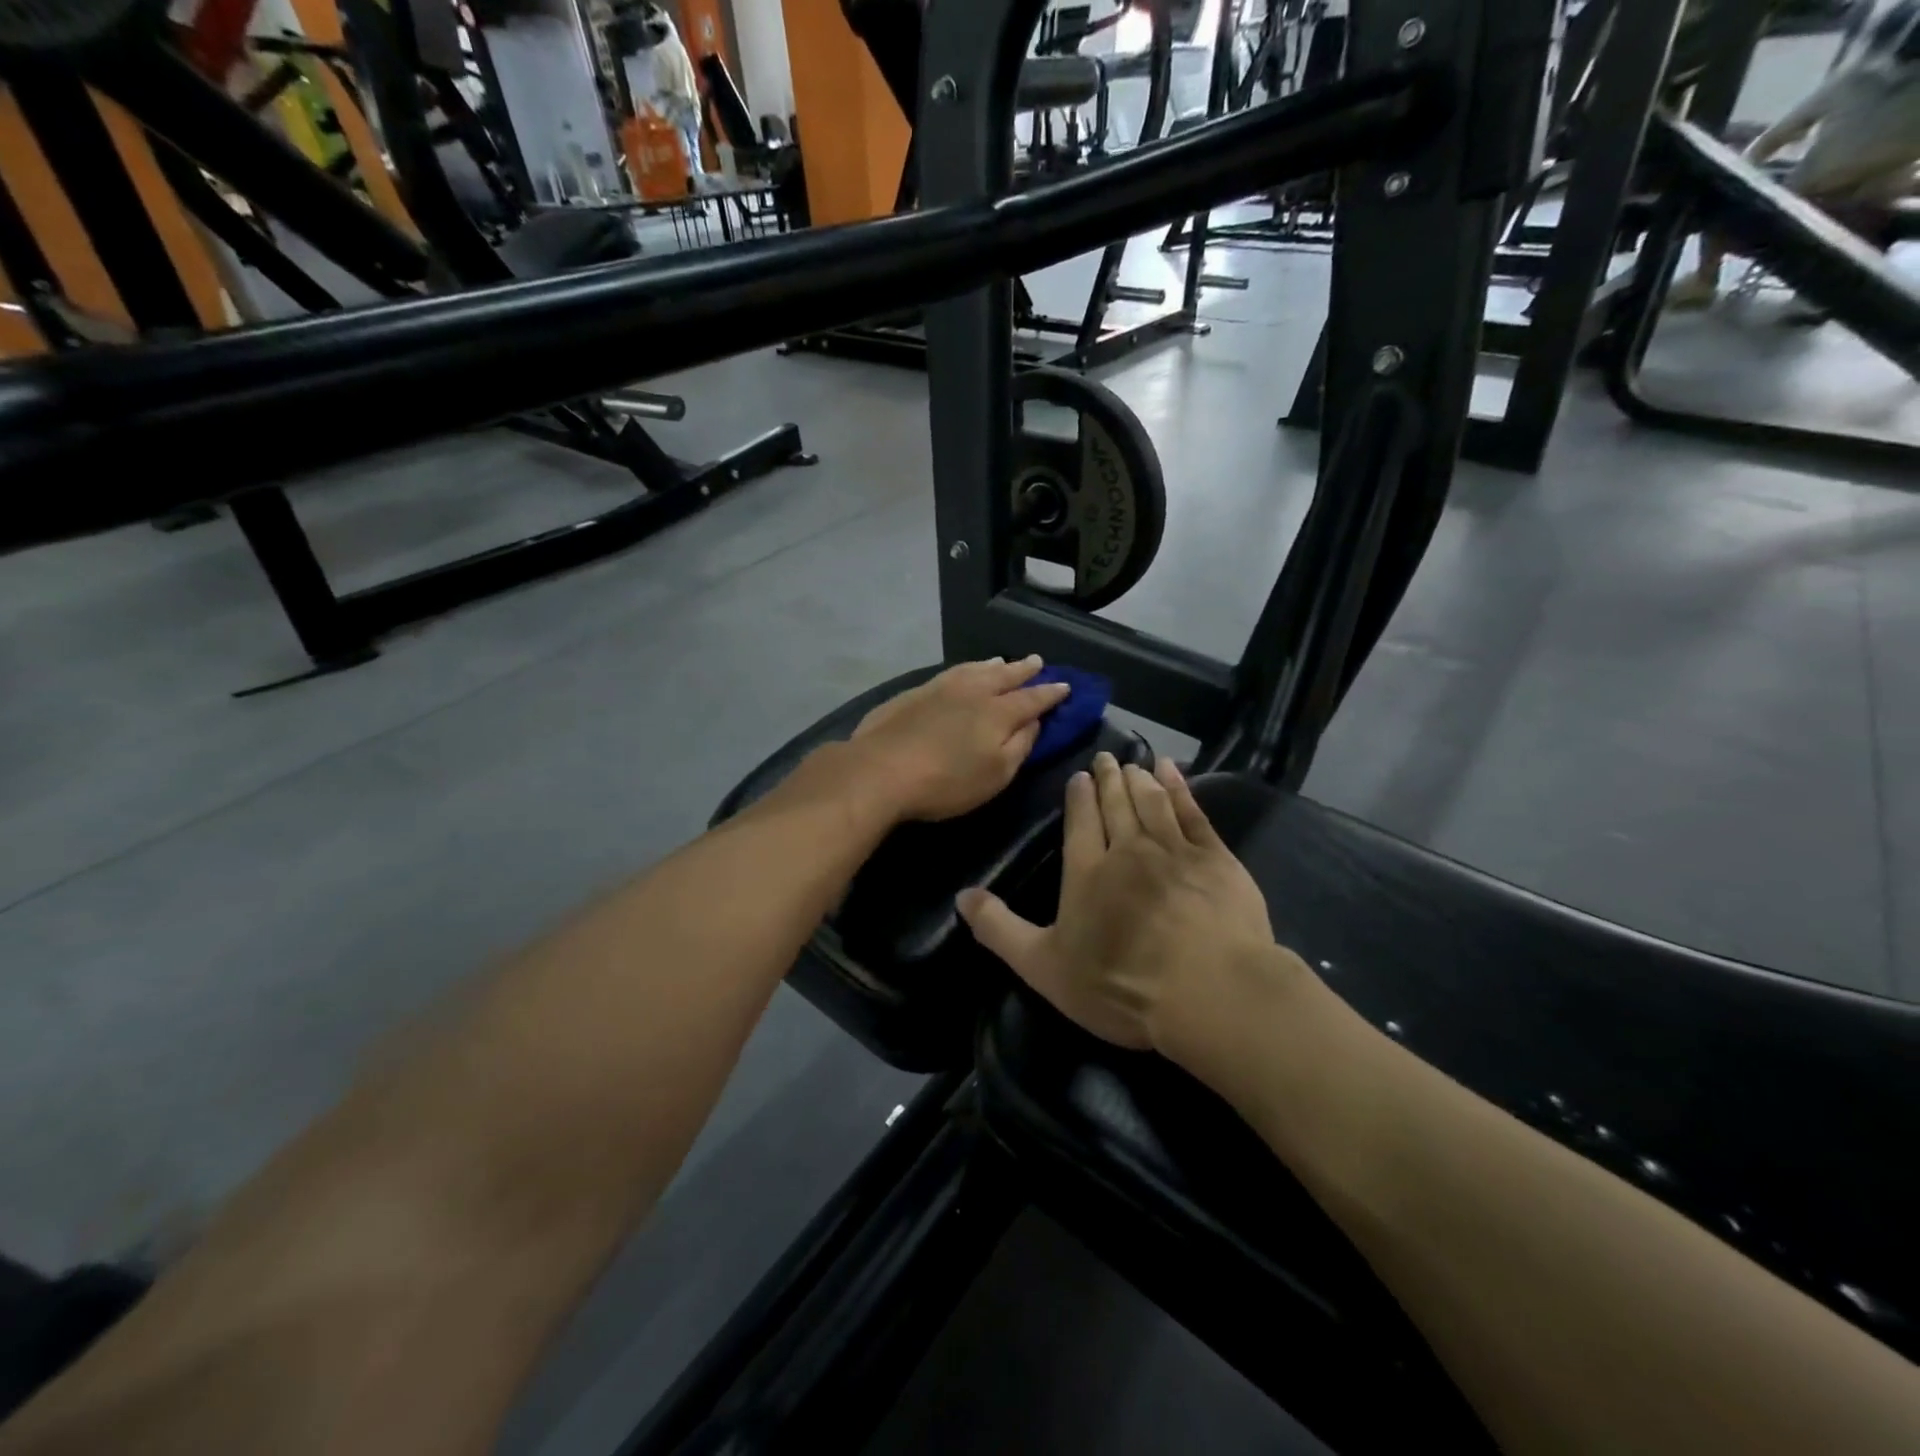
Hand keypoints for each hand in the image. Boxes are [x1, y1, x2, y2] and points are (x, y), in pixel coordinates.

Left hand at [847, 657, 1070, 823]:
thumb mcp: (996, 774)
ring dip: (994, 666)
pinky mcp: (914, 693)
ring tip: (1003, 662)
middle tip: (1037, 662)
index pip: (1033, 699)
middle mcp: (973, 691)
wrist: (880, 770)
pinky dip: (966, 669)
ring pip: (975, 669)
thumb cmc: (946, 782)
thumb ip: (1020, 746)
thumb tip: (1033, 722)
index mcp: (998, 712)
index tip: (1065, 686)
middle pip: (1005, 676)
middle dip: (1024, 670)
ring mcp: (941, 688)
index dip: (1050, 693)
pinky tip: (964, 672)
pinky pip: (951, 672)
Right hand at [957, 752, 1279, 1055]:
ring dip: (1140, 779)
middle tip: (1106, 759)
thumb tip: (962, 896)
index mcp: (1087, 872)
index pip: (1080, 822)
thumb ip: (1000, 930)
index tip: (1079, 776)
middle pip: (1116, 805)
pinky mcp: (1215, 858)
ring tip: (1134, 763)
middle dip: (1109, 780)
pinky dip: (1181, 788)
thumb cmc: (1121, 986)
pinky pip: (1192, 812)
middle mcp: (1128, 850)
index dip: (1079, 796)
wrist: (1209, 993)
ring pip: (1152, 802)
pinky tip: (1173, 773)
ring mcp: (1175, 850)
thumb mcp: (1044, 967)